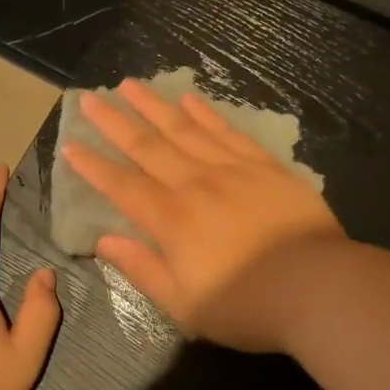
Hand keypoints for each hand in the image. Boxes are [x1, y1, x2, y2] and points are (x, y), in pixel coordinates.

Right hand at [61, 79, 344, 349]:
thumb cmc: (247, 305)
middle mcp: (194, 184)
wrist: (320, 288)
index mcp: (171, 220)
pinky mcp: (264, 166)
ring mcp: (231, 169)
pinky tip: (189, 99)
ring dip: (154, 106)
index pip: (121, 185)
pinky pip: (228, 132)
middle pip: (147, 146)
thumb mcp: (185, 305)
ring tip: (130, 85)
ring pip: (183, 129)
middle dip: (114, 122)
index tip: (70, 145)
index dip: (93, 166)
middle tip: (90, 98)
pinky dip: (206, 114)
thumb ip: (142, 269)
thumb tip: (104, 241)